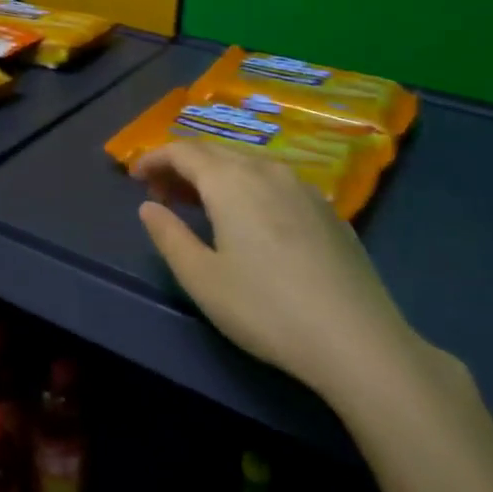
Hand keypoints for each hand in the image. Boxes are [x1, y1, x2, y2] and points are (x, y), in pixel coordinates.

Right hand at [134, 141, 432, 412]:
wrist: (357, 340)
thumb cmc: (266, 309)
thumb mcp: (202, 279)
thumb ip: (169, 236)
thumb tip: (149, 206)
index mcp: (230, 181)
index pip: (183, 151)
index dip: (154, 158)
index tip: (135, 177)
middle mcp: (266, 171)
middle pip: (215, 152)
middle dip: (182, 165)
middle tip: (162, 193)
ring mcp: (303, 187)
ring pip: (248, 164)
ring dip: (216, 175)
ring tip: (201, 205)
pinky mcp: (328, 209)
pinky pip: (275, 181)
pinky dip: (248, 187)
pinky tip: (250, 220)